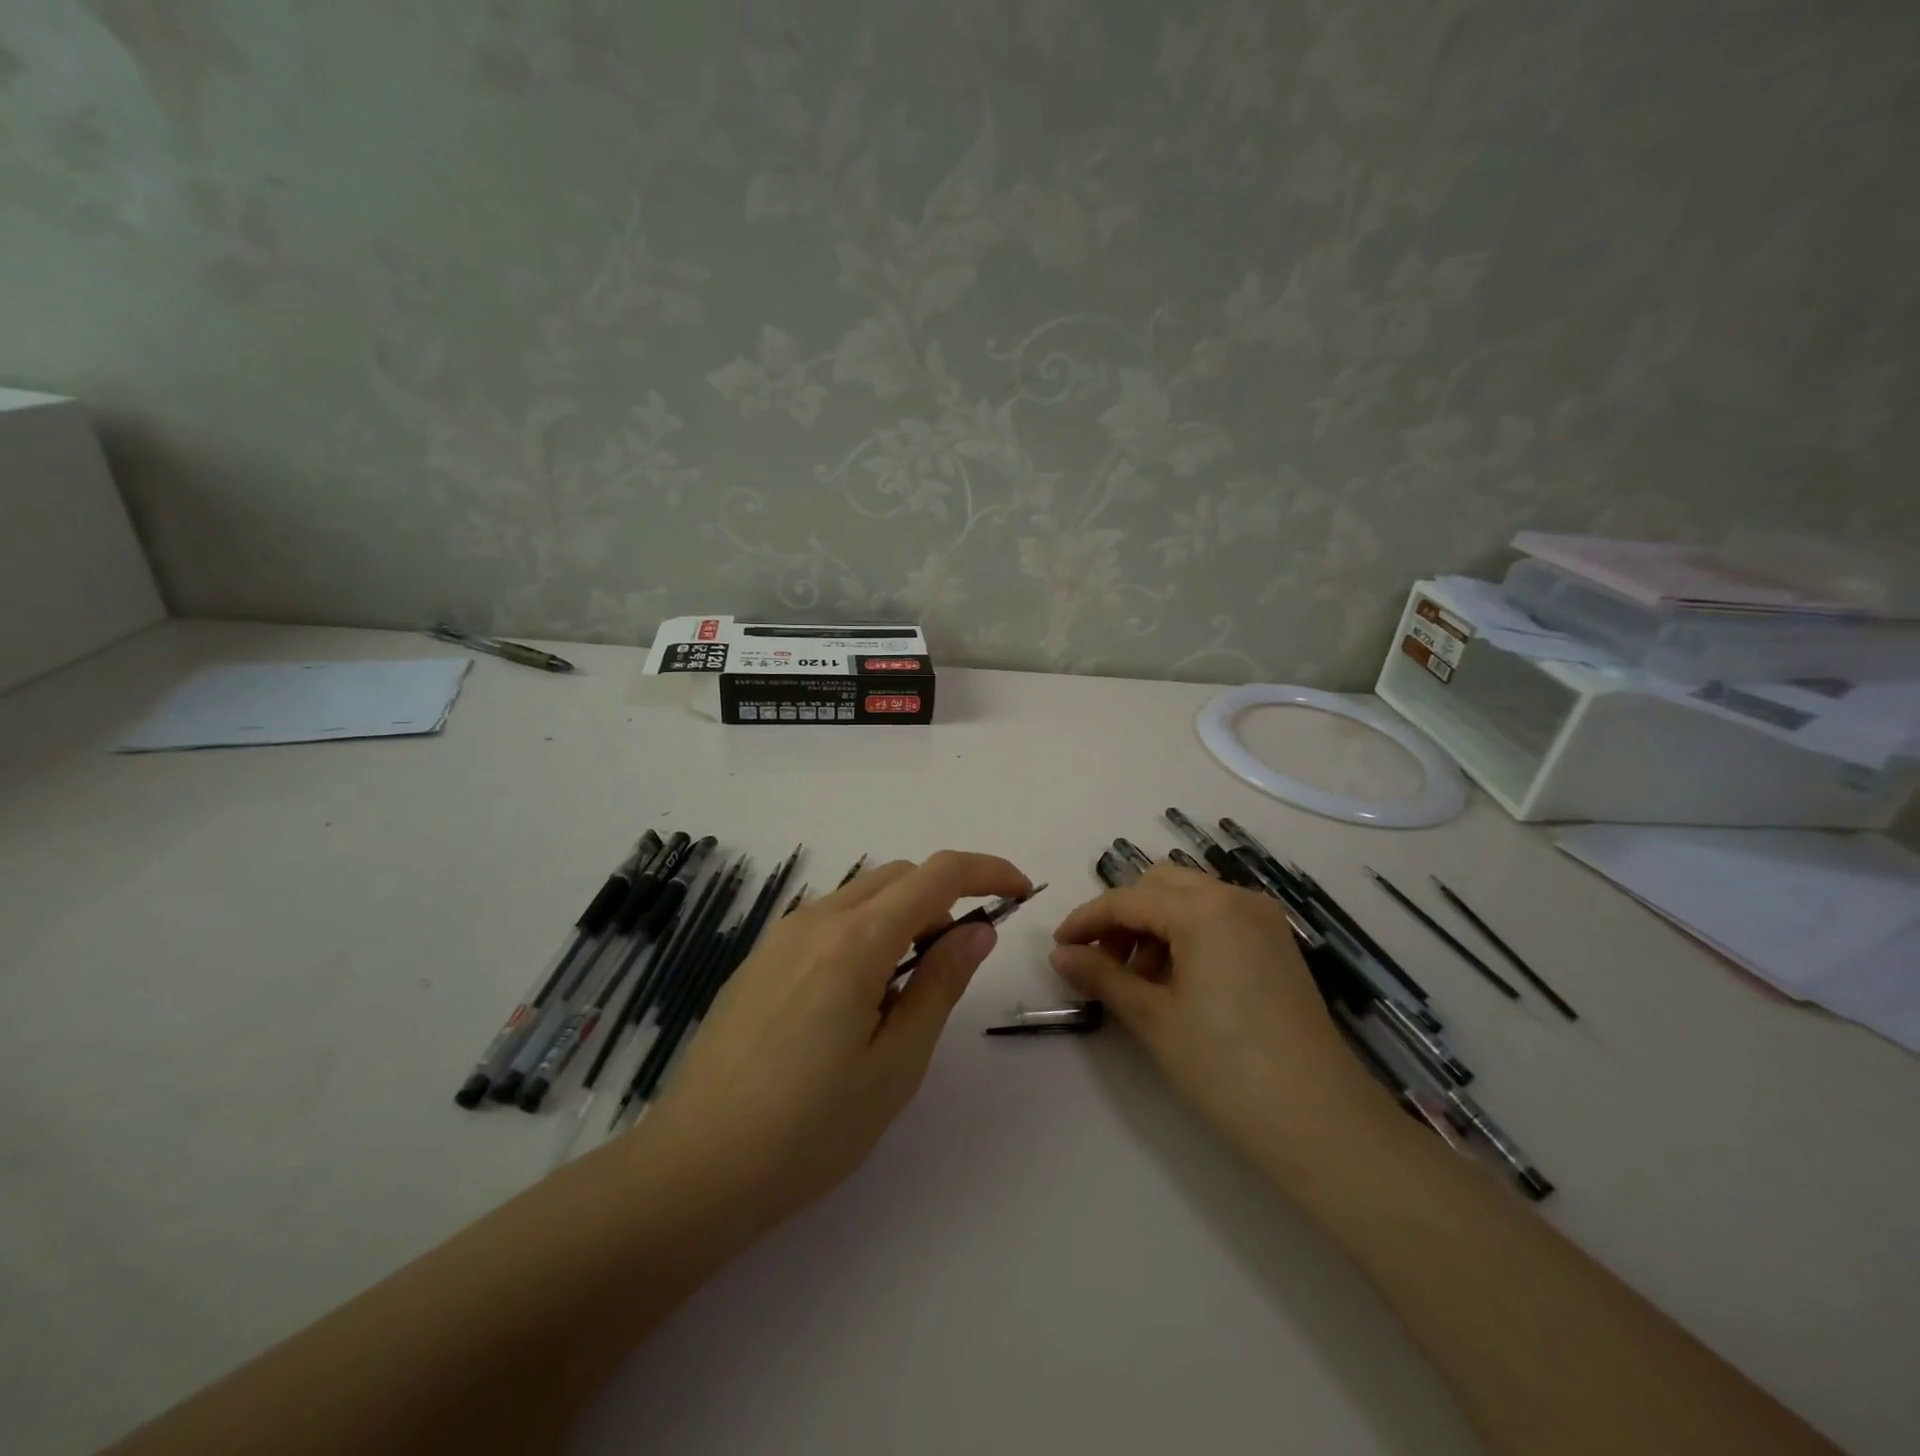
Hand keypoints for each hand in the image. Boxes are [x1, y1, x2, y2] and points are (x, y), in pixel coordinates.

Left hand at [636, 851, 1030, 1231]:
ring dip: (903, 914)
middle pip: (899, 875)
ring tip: (907, 987)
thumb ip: (940, 984)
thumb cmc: (810, 1128)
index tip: (1020, 893)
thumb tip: (978, 931)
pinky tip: (856, 996)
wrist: (696, 1166)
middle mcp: (816, 919)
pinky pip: (828, 919)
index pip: (938, 874)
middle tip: (961, 957)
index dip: (988, 871)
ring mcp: (781, 935)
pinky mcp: (760, 957)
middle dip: (945, 897)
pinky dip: (864, 930)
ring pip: (861, 894)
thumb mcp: (896, 1063)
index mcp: (856, 940)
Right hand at [1051, 864, 1393, 1167]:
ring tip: (1137, 980)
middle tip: (1100, 961)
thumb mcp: (1152, 1018)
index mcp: (1204, 909)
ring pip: (1190, 899)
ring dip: (1154, 926)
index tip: (1058, 946)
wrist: (1320, 1122)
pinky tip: (1175, 981)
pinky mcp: (1276, 945)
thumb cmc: (1225, 1067)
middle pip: (1160, 885)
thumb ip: (1102, 975)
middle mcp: (1236, 898)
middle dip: (1123, 917)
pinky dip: (1186, 935)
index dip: (1087, 920)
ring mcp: (1262, 920)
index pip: (1128, 899)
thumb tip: (1060, 954)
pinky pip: (1217, 919)